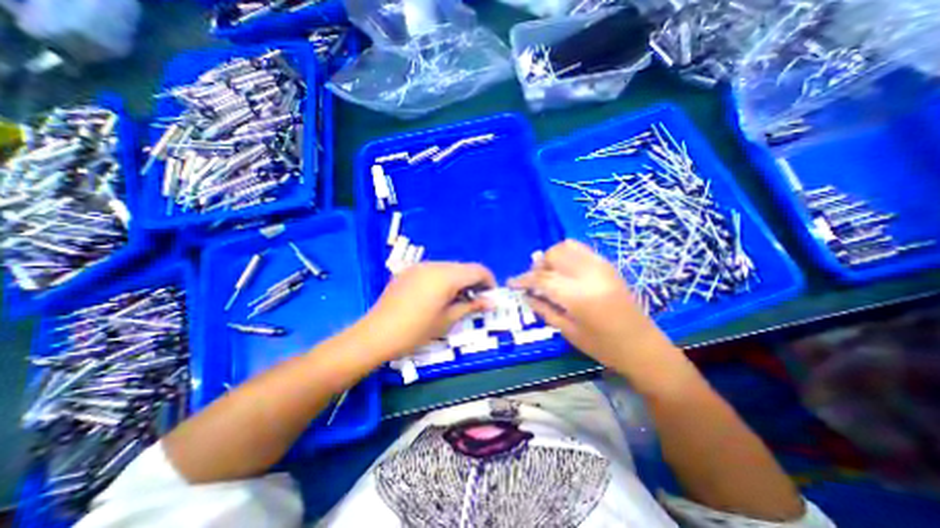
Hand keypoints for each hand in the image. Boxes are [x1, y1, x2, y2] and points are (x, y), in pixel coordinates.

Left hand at [359, 262, 493, 359]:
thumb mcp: (447, 320)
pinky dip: (443, 279)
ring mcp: (419, 266)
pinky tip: (437, 296)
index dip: (489, 281)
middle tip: (475, 301)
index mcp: (446, 276)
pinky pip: (433, 270)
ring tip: (456, 300)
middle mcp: (434, 264)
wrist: (377, 334)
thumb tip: (491, 302)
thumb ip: (471, 306)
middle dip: (473, 281)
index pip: (477, 270)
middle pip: (463, 267)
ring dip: (458, 280)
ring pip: (449, 268)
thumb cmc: (416, 330)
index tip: (490, 297)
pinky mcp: (409, 271)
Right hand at [511, 242, 689, 390]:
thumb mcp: (568, 331)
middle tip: (534, 281)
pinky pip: (581, 249)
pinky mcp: (608, 265)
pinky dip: (567, 255)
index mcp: (578, 295)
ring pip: (567, 246)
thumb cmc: (603, 346)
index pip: (542, 278)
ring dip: (552, 257)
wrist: (643, 346)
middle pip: (553, 255)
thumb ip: (544, 309)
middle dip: (539, 265)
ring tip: (549, 274)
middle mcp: (589, 274)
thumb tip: (526, 294)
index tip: (511, 283)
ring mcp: (601, 266)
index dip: (523, 279)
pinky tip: (565, 271)